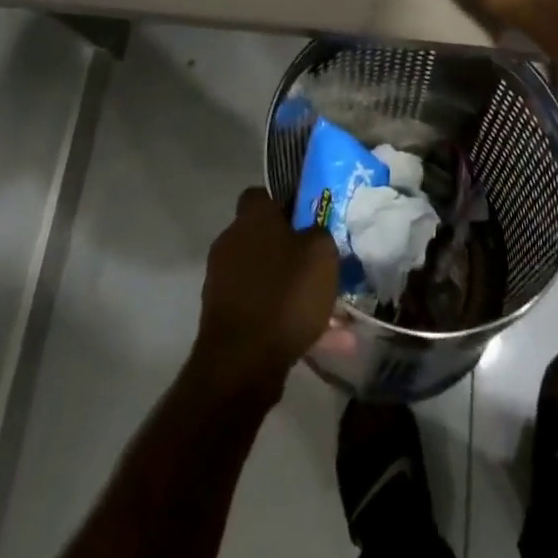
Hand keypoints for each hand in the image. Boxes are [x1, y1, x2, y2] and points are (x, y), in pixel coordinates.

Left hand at [194, 189, 339, 399]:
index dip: (287, 203)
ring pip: (268, 278)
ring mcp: (224, 281)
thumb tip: (313, 232)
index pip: (262, 194)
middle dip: (294, 251)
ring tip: (334, 313)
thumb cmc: (284, 294)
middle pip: (266, 238)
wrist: (241, 363)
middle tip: (324, 265)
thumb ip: (320, 234)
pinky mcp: (225, 316)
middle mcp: (232, 242)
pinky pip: (264, 309)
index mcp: (252, 218)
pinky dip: (288, 320)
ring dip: (295, 290)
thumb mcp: (321, 254)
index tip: (310, 218)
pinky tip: (323, 340)